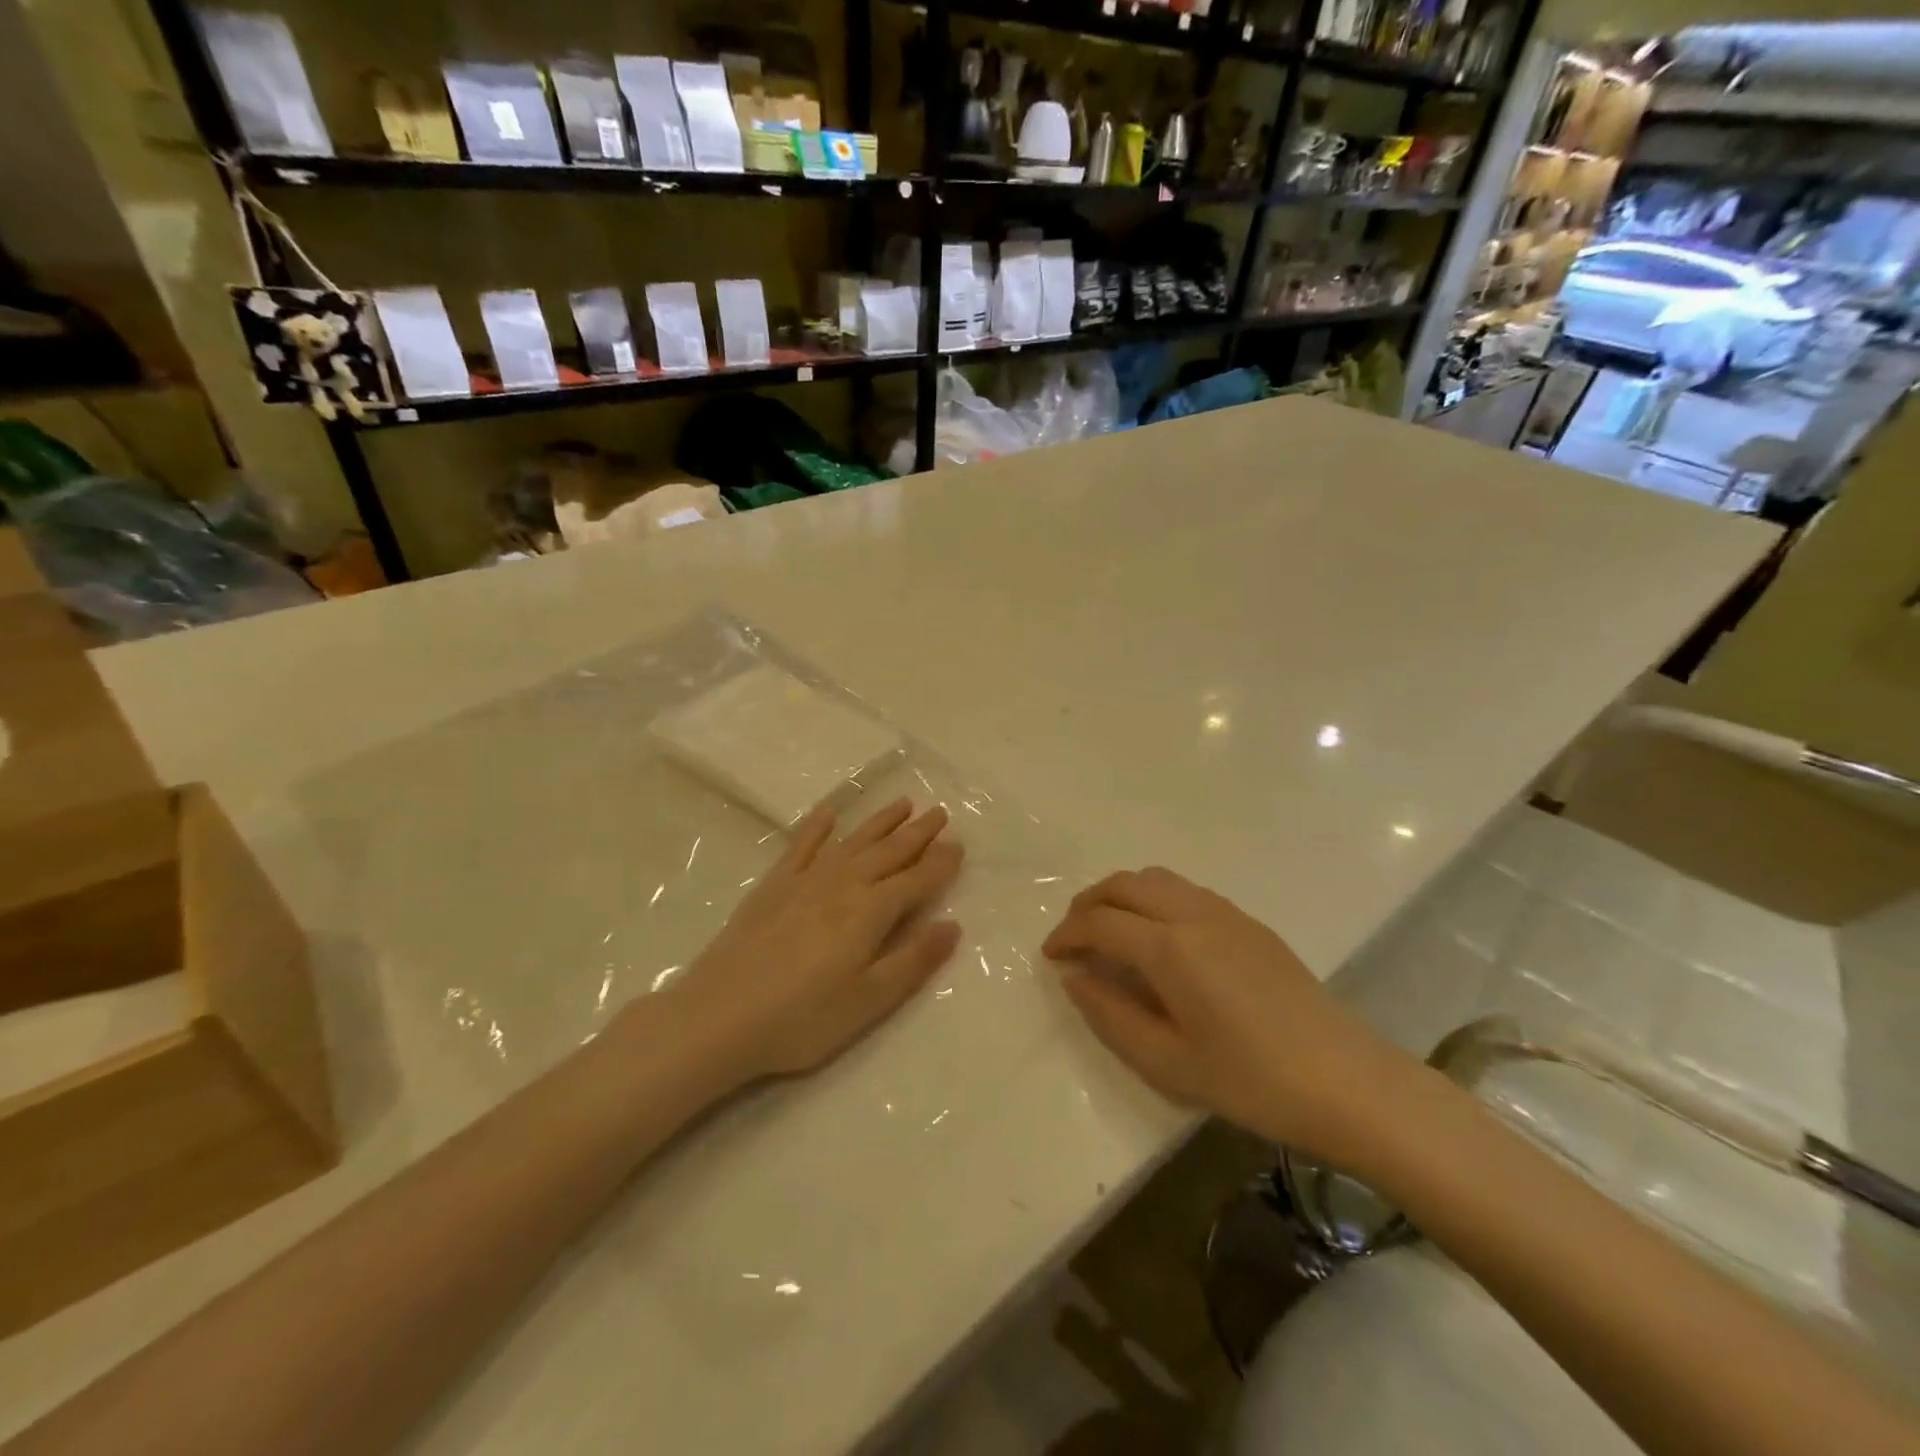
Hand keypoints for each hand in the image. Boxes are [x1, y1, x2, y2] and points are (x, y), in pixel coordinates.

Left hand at [672, 798, 964, 1081]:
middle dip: (918, 833)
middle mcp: (843, 884)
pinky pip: (801, 845)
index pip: (916, 880)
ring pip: (853, 841)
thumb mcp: (870, 1001)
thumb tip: (953, 925)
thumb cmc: (803, 1018)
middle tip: (939, 813)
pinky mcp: (773, 886)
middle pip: (889, 852)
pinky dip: (817, 826)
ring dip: (880, 821)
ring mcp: (805, 880)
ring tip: (903, 804)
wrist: (719, 1016)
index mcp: (871, 912)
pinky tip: (829, 813)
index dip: (940, 863)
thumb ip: (914, 960)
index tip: (959, 845)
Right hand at [1043, 867, 1409, 1165]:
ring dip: (1121, 894)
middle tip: (1072, 937)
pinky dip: (1153, 898)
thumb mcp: (1168, 1064)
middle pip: (1124, 884)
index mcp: (1170, 949)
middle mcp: (1192, 914)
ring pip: (1156, 878)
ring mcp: (1225, 912)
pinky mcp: (1249, 922)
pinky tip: (1158, 938)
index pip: (1100, 921)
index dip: (1066, 934)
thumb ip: (1110, 1015)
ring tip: (1109, 931)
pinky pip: (1185, 890)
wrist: (1347, 1082)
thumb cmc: (1251, 1082)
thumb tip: (1074, 978)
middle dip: (1087, 904)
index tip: (1050, 957)